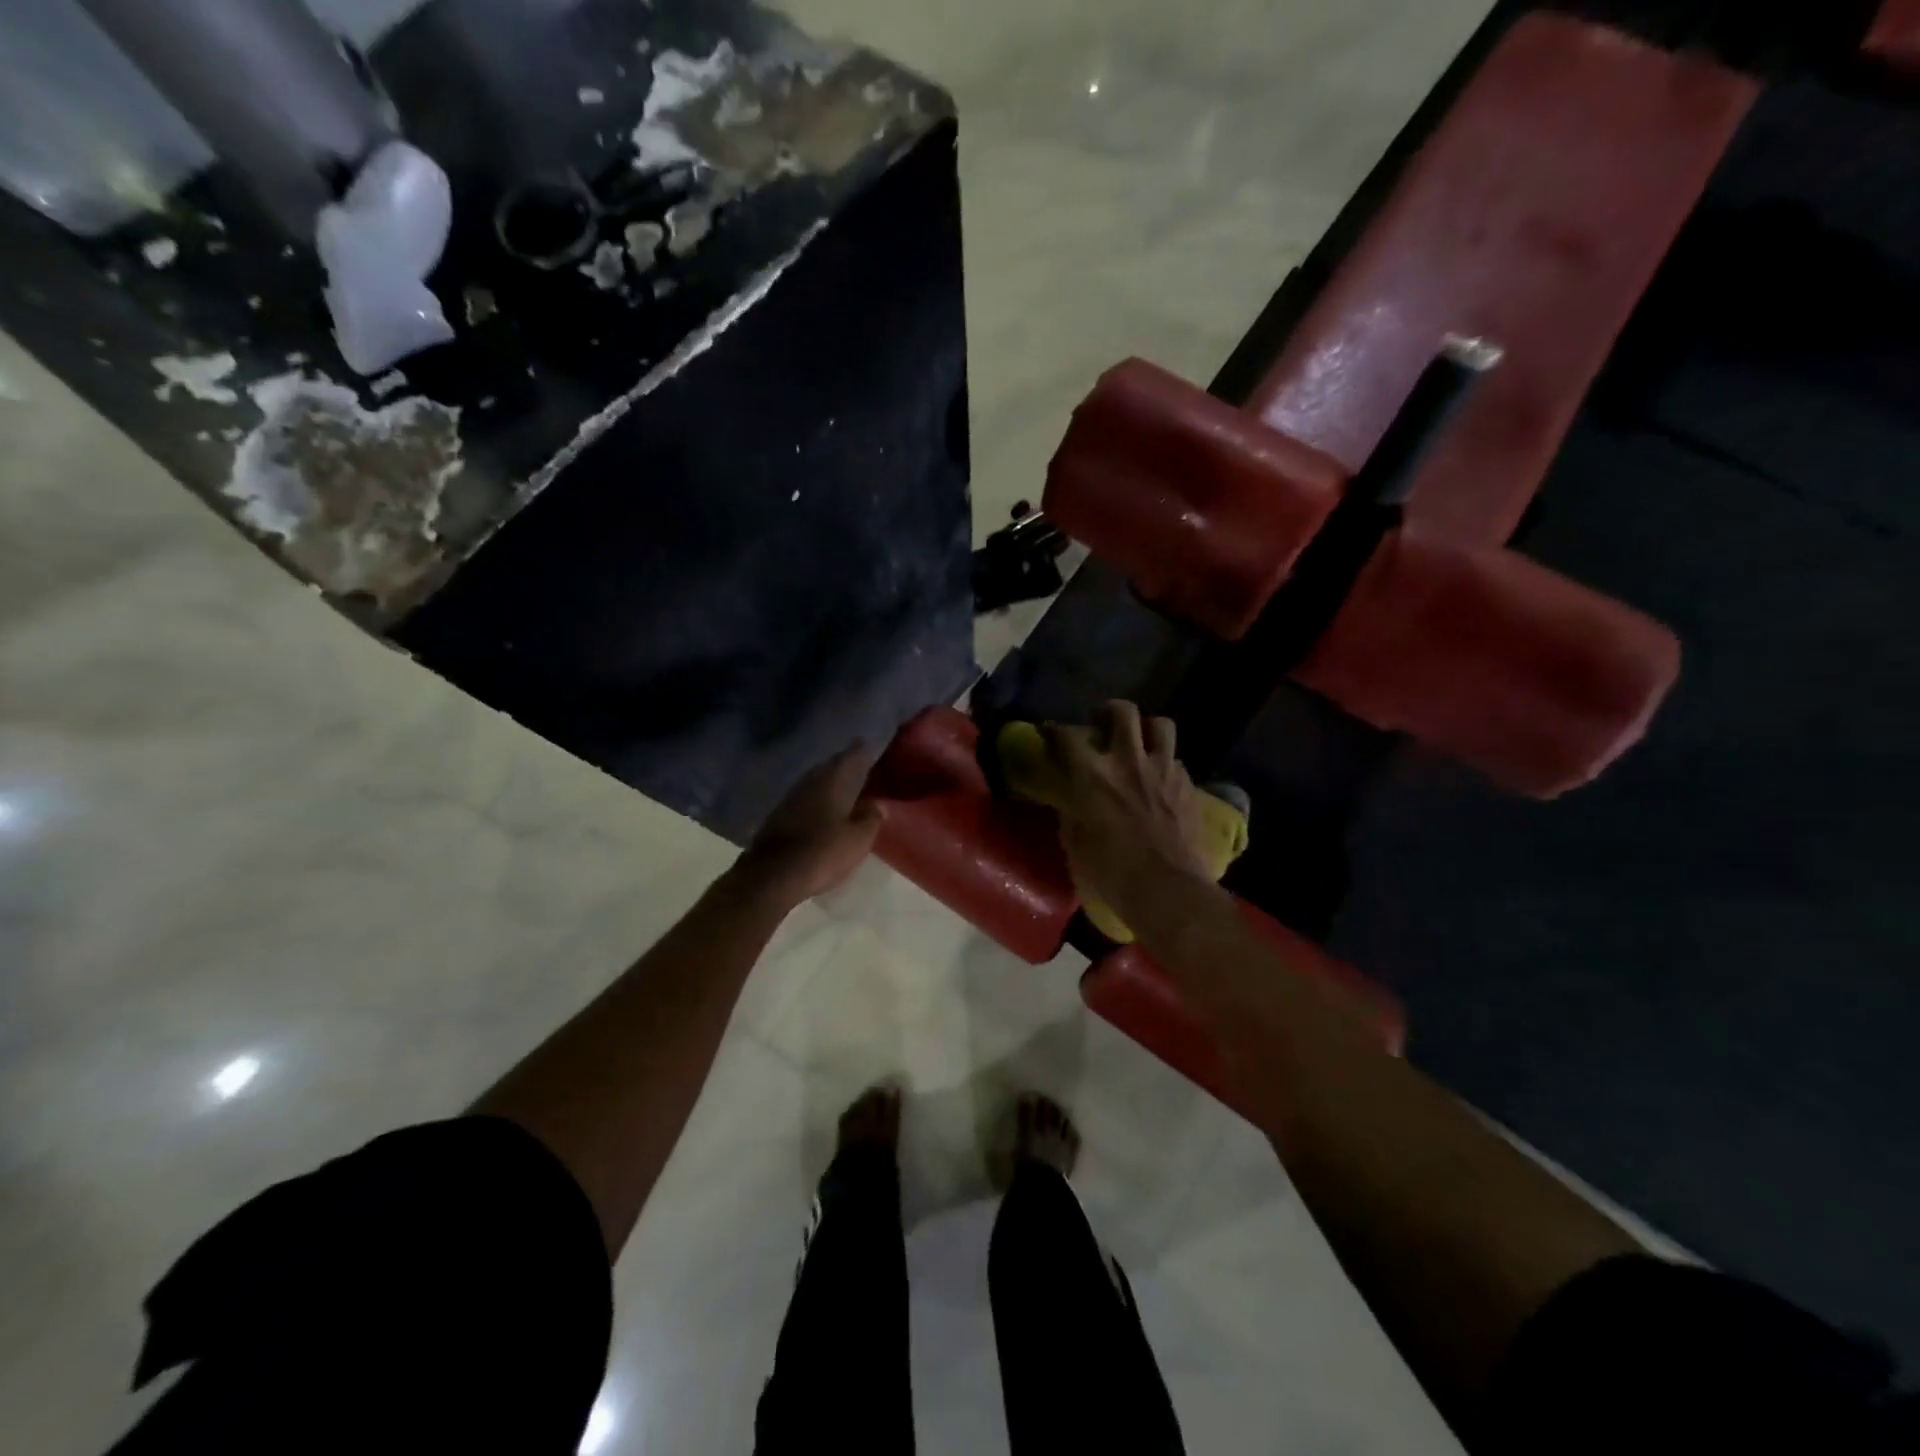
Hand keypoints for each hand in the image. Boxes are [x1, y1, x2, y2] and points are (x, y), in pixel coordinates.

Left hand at [738, 745, 883, 904]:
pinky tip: (822, 808)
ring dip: (828, 782)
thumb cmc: (822, 852)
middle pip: (829, 767)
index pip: (850, 757)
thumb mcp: (858, 839)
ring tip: (843, 785)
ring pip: (814, 782)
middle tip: (859, 764)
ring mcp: (790, 799)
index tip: (868, 742)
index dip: (861, 749)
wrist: (772, 876)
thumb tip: (876, 804)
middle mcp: (809, 783)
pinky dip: (816, 800)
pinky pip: (804, 799)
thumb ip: (871, 818)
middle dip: (843, 764)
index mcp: (832, 781)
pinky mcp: (778, 817)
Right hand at [1045, 702, 1210, 917]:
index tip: (1049, 732)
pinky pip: (1177, 760)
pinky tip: (1160, 779)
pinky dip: (1166, 764)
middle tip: (1102, 723)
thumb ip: (1071, 813)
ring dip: (1147, 729)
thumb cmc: (1111, 872)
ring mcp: (1163, 771)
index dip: (1054, 730)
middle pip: (1123, 712)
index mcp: (1092, 775)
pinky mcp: (1188, 786)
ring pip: (1161, 725)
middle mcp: (1128, 761)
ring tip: (1140, 741)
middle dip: (1109, 711)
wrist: (1167, 890)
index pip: (1067, 737)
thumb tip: (1070, 801)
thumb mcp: (1076, 843)